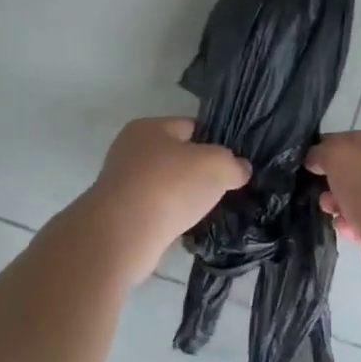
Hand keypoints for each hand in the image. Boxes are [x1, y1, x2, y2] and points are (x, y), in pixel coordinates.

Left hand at [88, 118, 250, 284]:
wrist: (123, 235)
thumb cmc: (170, 186)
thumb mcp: (217, 165)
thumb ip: (234, 164)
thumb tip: (239, 170)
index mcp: (149, 128)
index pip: (191, 126)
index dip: (216, 141)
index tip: (234, 162)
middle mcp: (130, 151)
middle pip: (178, 157)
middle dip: (200, 172)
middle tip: (226, 187)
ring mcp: (122, 184)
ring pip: (167, 186)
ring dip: (185, 197)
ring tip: (209, 210)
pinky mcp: (121, 215)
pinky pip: (156, 210)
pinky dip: (171, 217)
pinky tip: (187, 227)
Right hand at [305, 131, 360, 286]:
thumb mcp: (337, 153)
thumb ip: (323, 151)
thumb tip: (316, 159)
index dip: (335, 148)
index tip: (313, 163)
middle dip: (339, 182)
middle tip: (323, 193)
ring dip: (345, 205)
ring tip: (331, 212)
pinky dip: (358, 226)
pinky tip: (346, 230)